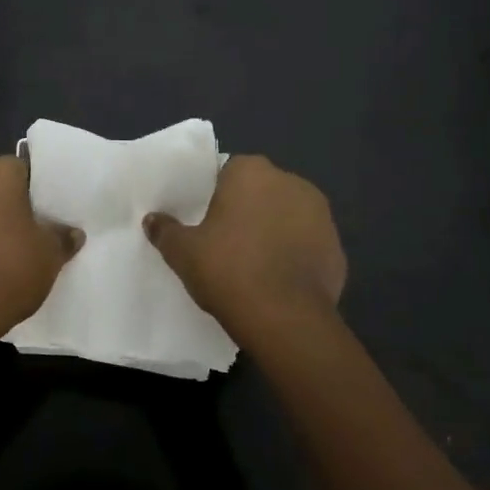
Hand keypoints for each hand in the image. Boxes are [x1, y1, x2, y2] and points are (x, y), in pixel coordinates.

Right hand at [144, 156, 345, 331]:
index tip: (204, 217)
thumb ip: (165, 230)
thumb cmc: (228, 270)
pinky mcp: (337, 248)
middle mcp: (291, 182)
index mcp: (252, 172)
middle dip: (247, 208)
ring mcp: (321, 215)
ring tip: (252, 262)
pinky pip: (307, 245)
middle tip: (224, 239)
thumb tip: (152, 220)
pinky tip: (277, 280)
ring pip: (288, 216)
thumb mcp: (183, 252)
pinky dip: (294, 256)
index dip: (215, 193)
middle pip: (261, 190)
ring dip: (274, 230)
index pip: (228, 170)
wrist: (285, 318)